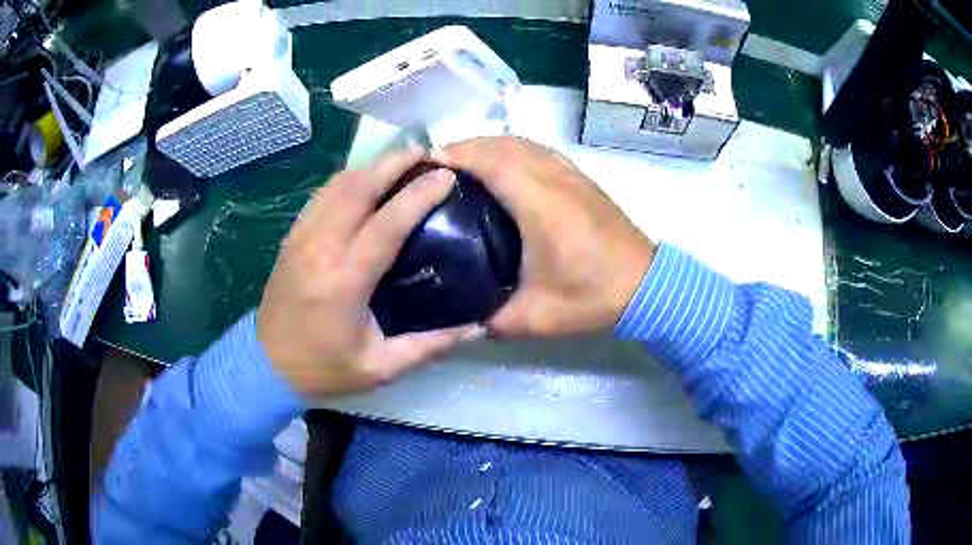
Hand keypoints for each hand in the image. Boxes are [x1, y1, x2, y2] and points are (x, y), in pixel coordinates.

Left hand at [257, 149, 483, 395]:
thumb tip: (475, 327)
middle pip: (357, 189)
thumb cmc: (323, 370)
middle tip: (425, 152)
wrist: (264, 366)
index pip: (386, 224)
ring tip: (400, 161)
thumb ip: (429, 346)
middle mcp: (319, 250)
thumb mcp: (380, 368)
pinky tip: (364, 180)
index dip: (418, 195)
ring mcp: (300, 240)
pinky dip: (346, 180)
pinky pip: (320, 196)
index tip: (446, 175)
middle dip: (393, 163)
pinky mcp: (291, 239)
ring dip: (370, 166)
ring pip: (336, 186)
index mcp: (344, 283)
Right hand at [433, 137, 654, 335]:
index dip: (455, 155)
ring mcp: (571, 175)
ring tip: (461, 164)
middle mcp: (554, 178)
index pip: (490, 161)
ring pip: (522, 142)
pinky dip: (512, 149)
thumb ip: (490, 321)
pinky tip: (502, 167)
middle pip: (502, 144)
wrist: (647, 287)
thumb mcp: (536, 317)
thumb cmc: (593, 298)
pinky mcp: (581, 179)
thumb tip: (457, 321)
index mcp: (539, 204)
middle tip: (434, 167)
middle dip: (464, 147)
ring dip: (488, 145)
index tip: (424, 163)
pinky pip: (539, 150)